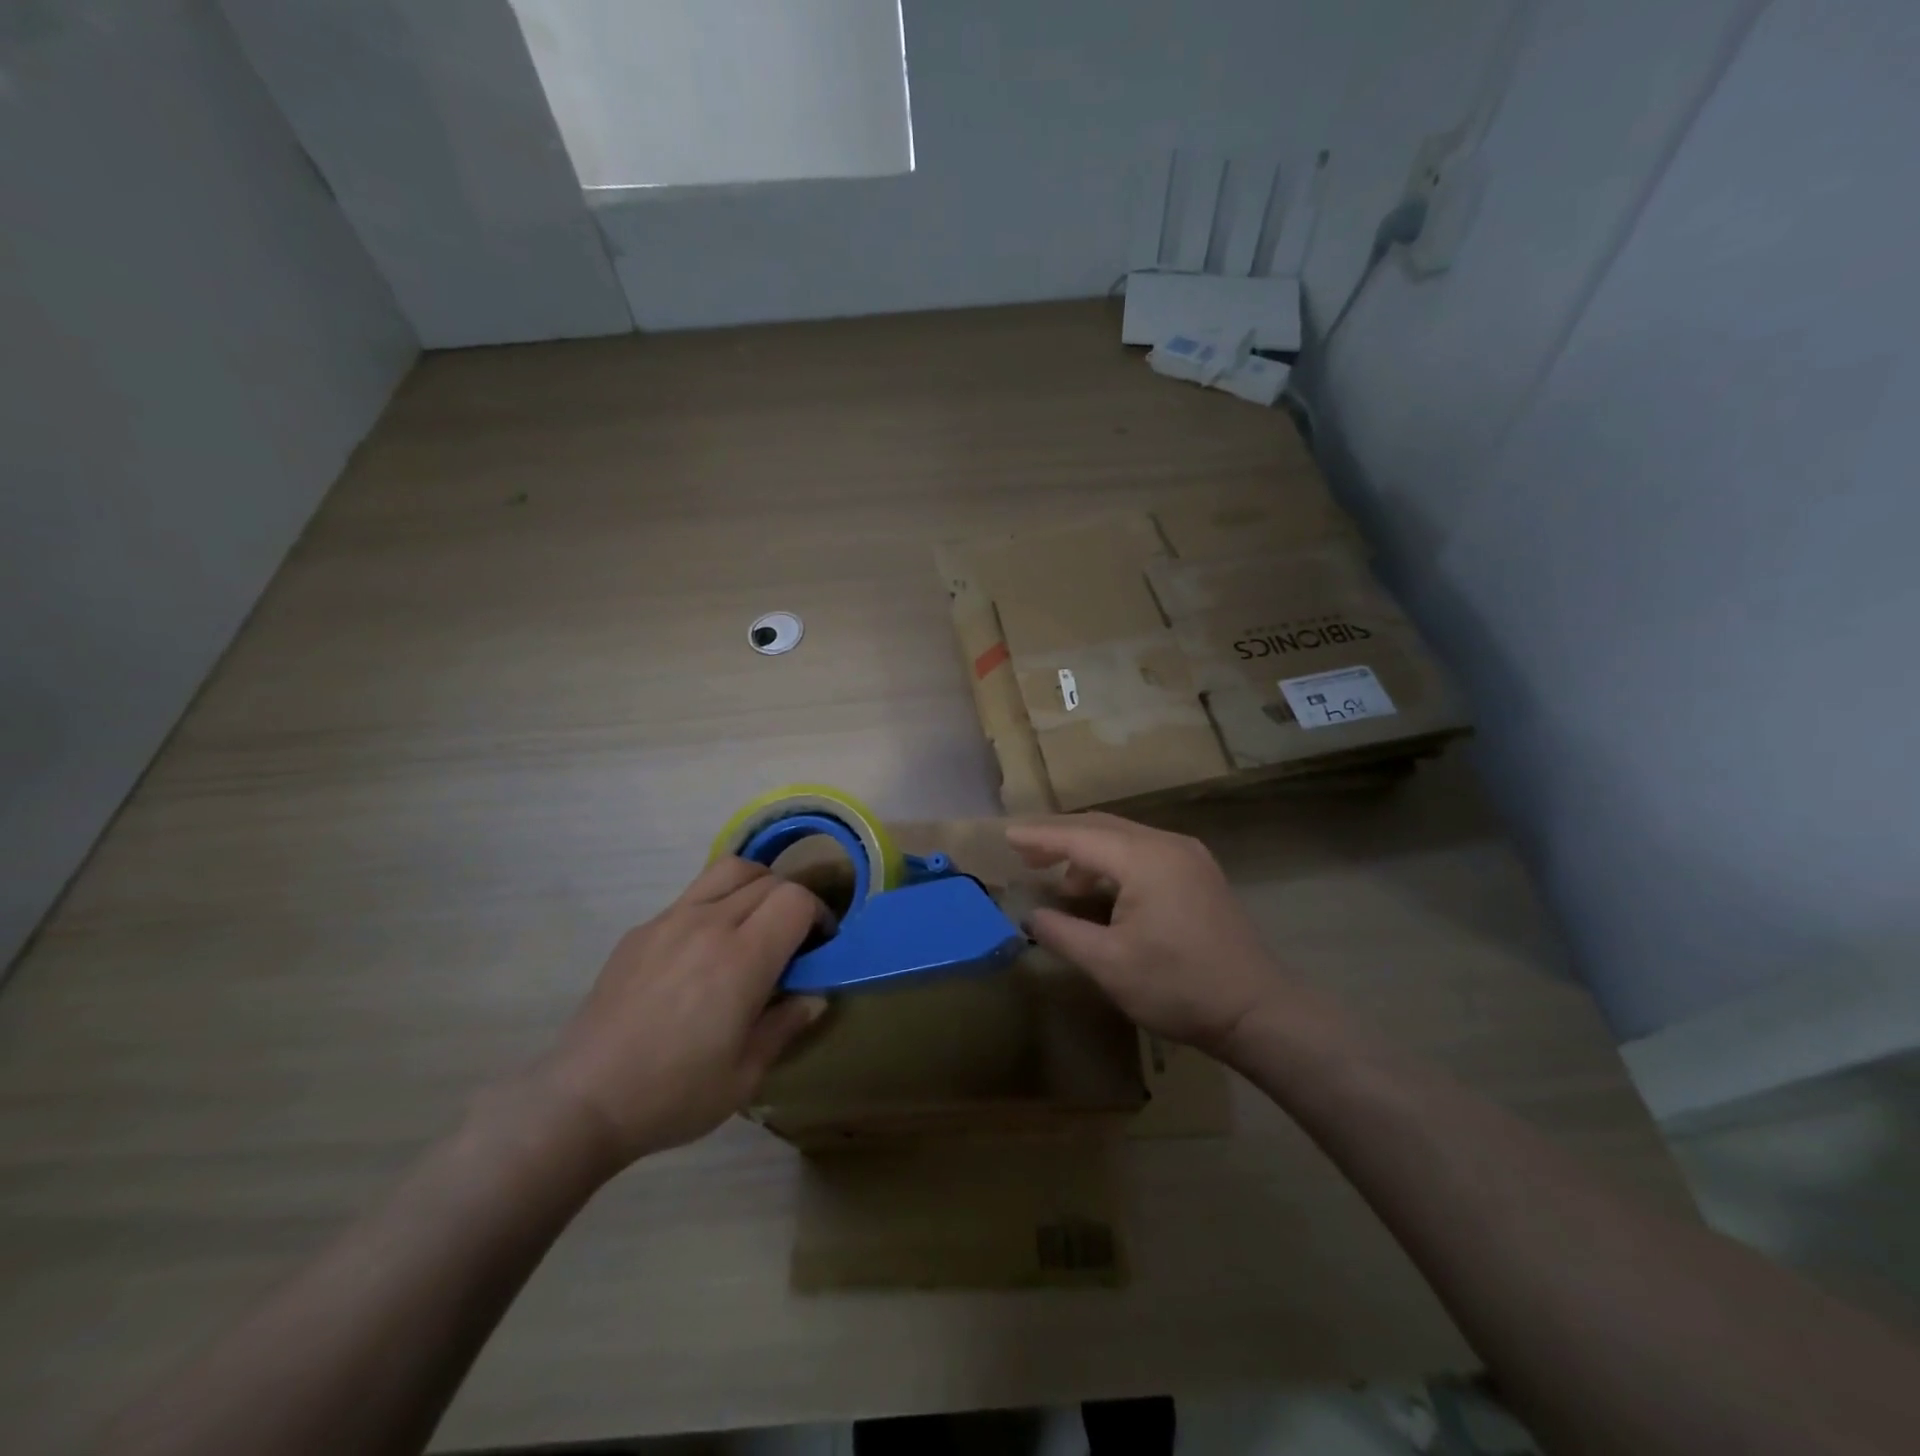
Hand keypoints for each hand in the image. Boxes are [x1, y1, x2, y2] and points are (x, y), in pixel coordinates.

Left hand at [531, 858, 827, 1170]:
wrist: (583, 1101)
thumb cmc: (673, 1094)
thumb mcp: (745, 1074)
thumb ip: (786, 1025)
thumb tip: (814, 996)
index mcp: (742, 958)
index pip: (796, 899)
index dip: (818, 915)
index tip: (818, 945)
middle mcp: (709, 924)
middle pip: (768, 879)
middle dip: (791, 901)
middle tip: (790, 940)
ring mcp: (669, 920)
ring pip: (729, 870)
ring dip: (756, 886)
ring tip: (754, 923)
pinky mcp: (641, 930)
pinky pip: (692, 895)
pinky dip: (715, 904)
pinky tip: (704, 950)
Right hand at [1005, 813, 1291, 1056]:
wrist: (1257, 1011)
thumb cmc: (1178, 987)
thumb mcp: (1109, 964)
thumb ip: (1063, 933)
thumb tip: (1032, 915)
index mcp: (1145, 859)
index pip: (1079, 837)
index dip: (1040, 837)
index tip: (1007, 835)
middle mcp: (1168, 844)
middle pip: (1102, 827)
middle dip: (1060, 836)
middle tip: (1024, 851)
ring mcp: (1188, 856)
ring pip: (1124, 838)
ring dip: (1087, 850)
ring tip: (1058, 876)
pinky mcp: (1198, 873)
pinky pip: (1143, 851)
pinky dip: (1113, 860)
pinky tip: (1101, 886)